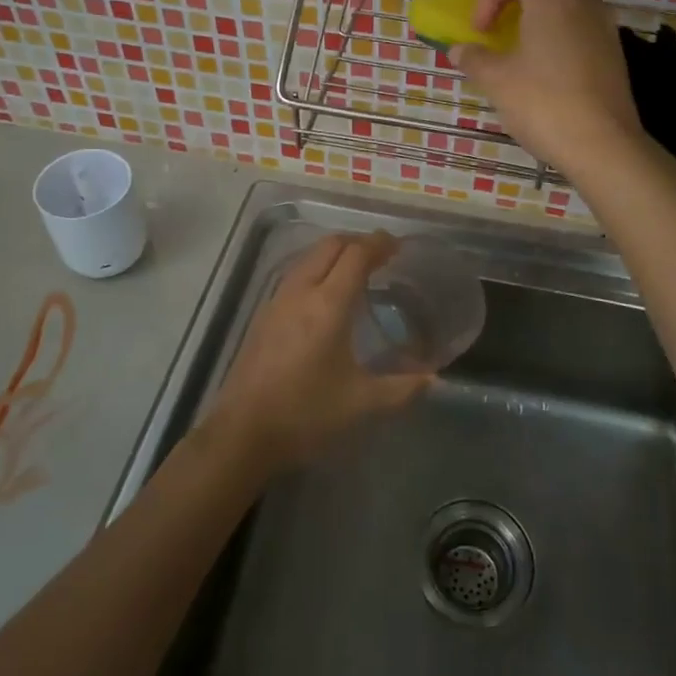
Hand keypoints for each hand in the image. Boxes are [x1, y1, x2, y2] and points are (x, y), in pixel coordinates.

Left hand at [206, 232, 434, 472]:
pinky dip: (317, 268)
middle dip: (358, 241)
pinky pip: (296, 274)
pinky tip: (327, 295)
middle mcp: (301, 292)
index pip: (356, 255)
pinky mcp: (264, 315)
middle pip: (330, 246)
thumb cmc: (305, 414)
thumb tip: (433, 379)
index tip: (398, 246)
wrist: (242, 433)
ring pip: (309, 257)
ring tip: (357, 269)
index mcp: (328, 305)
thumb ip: (401, 388)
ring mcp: (277, 301)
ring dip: (335, 253)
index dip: (378, 244)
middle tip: (382, 254)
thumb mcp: (361, 404)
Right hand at [450, 0, 645, 177]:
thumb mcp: (497, 81)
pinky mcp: (614, 49)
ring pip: (567, 0)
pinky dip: (560, 31)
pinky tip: (548, 65)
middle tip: (497, 28)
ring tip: (521, 44)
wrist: (602, 144)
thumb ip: (474, 58)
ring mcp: (604, 23)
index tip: (479, 30)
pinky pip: (581, 23)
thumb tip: (459, 49)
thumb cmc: (543, 103)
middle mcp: (582, 0)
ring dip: (539, 13)